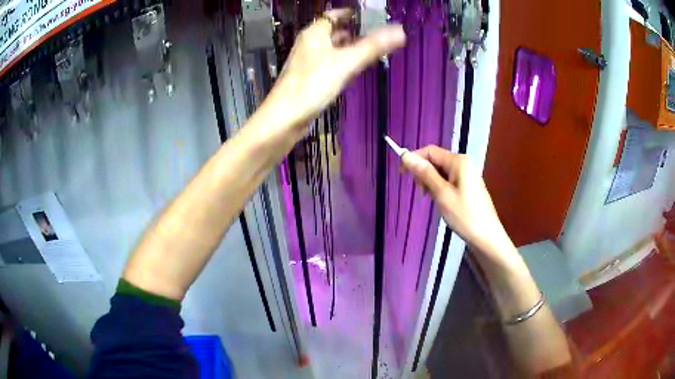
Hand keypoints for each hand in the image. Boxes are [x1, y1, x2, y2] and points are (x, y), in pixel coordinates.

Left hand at [264, 8, 405, 132]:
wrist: (285, 117)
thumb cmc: (313, 84)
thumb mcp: (346, 62)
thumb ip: (373, 47)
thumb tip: (400, 31)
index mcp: (314, 33)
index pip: (332, 14)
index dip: (350, 13)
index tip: (370, 15)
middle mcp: (309, 44)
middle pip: (333, 31)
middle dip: (353, 30)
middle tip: (376, 32)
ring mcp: (308, 61)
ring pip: (331, 48)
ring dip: (348, 46)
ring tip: (370, 48)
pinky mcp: (309, 78)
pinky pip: (329, 63)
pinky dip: (342, 61)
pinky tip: (352, 69)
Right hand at [401, 145, 517, 264]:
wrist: (487, 237)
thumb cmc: (464, 215)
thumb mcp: (442, 194)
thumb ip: (424, 173)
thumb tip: (405, 155)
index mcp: (458, 161)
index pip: (430, 151)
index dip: (414, 159)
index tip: (402, 174)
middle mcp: (463, 163)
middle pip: (436, 160)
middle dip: (423, 173)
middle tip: (422, 193)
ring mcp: (467, 175)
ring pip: (441, 172)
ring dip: (431, 182)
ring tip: (432, 200)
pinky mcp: (468, 186)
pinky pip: (449, 180)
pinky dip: (440, 188)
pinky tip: (441, 201)